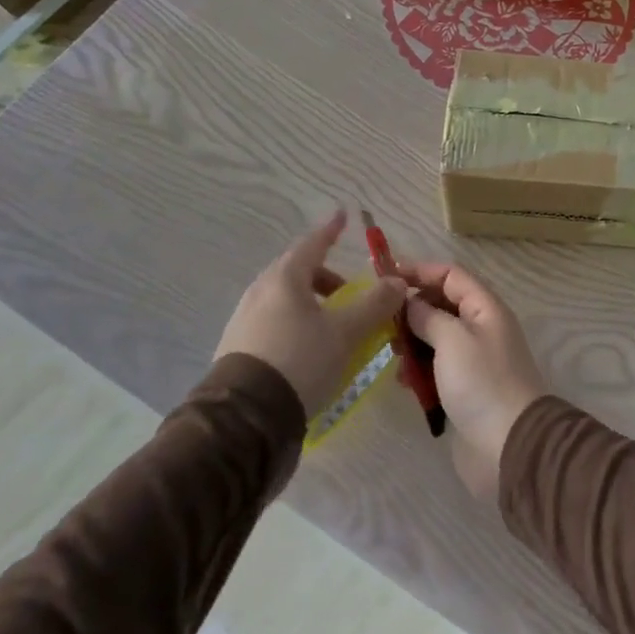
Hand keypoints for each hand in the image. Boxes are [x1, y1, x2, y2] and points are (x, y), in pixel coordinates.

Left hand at [215, 210, 404, 418]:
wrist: (243, 417)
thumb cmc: (300, 361)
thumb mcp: (346, 333)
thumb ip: (375, 304)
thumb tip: (397, 282)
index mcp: (285, 279)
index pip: (312, 243)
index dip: (331, 229)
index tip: (342, 216)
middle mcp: (260, 292)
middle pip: (296, 272)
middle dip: (324, 275)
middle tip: (348, 290)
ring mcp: (244, 320)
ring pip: (283, 298)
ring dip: (311, 302)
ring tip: (332, 325)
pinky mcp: (237, 348)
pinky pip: (272, 322)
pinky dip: (295, 322)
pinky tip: (307, 348)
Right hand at [398, 261, 545, 499]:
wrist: (509, 445)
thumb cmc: (481, 383)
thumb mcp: (452, 339)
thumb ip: (428, 315)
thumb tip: (410, 303)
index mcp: (486, 308)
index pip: (451, 275)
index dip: (420, 271)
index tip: (385, 276)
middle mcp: (481, 328)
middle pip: (443, 305)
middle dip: (413, 309)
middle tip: (382, 320)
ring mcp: (473, 360)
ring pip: (436, 337)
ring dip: (412, 341)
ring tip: (390, 352)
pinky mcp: (464, 388)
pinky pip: (436, 368)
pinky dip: (419, 370)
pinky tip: (402, 381)